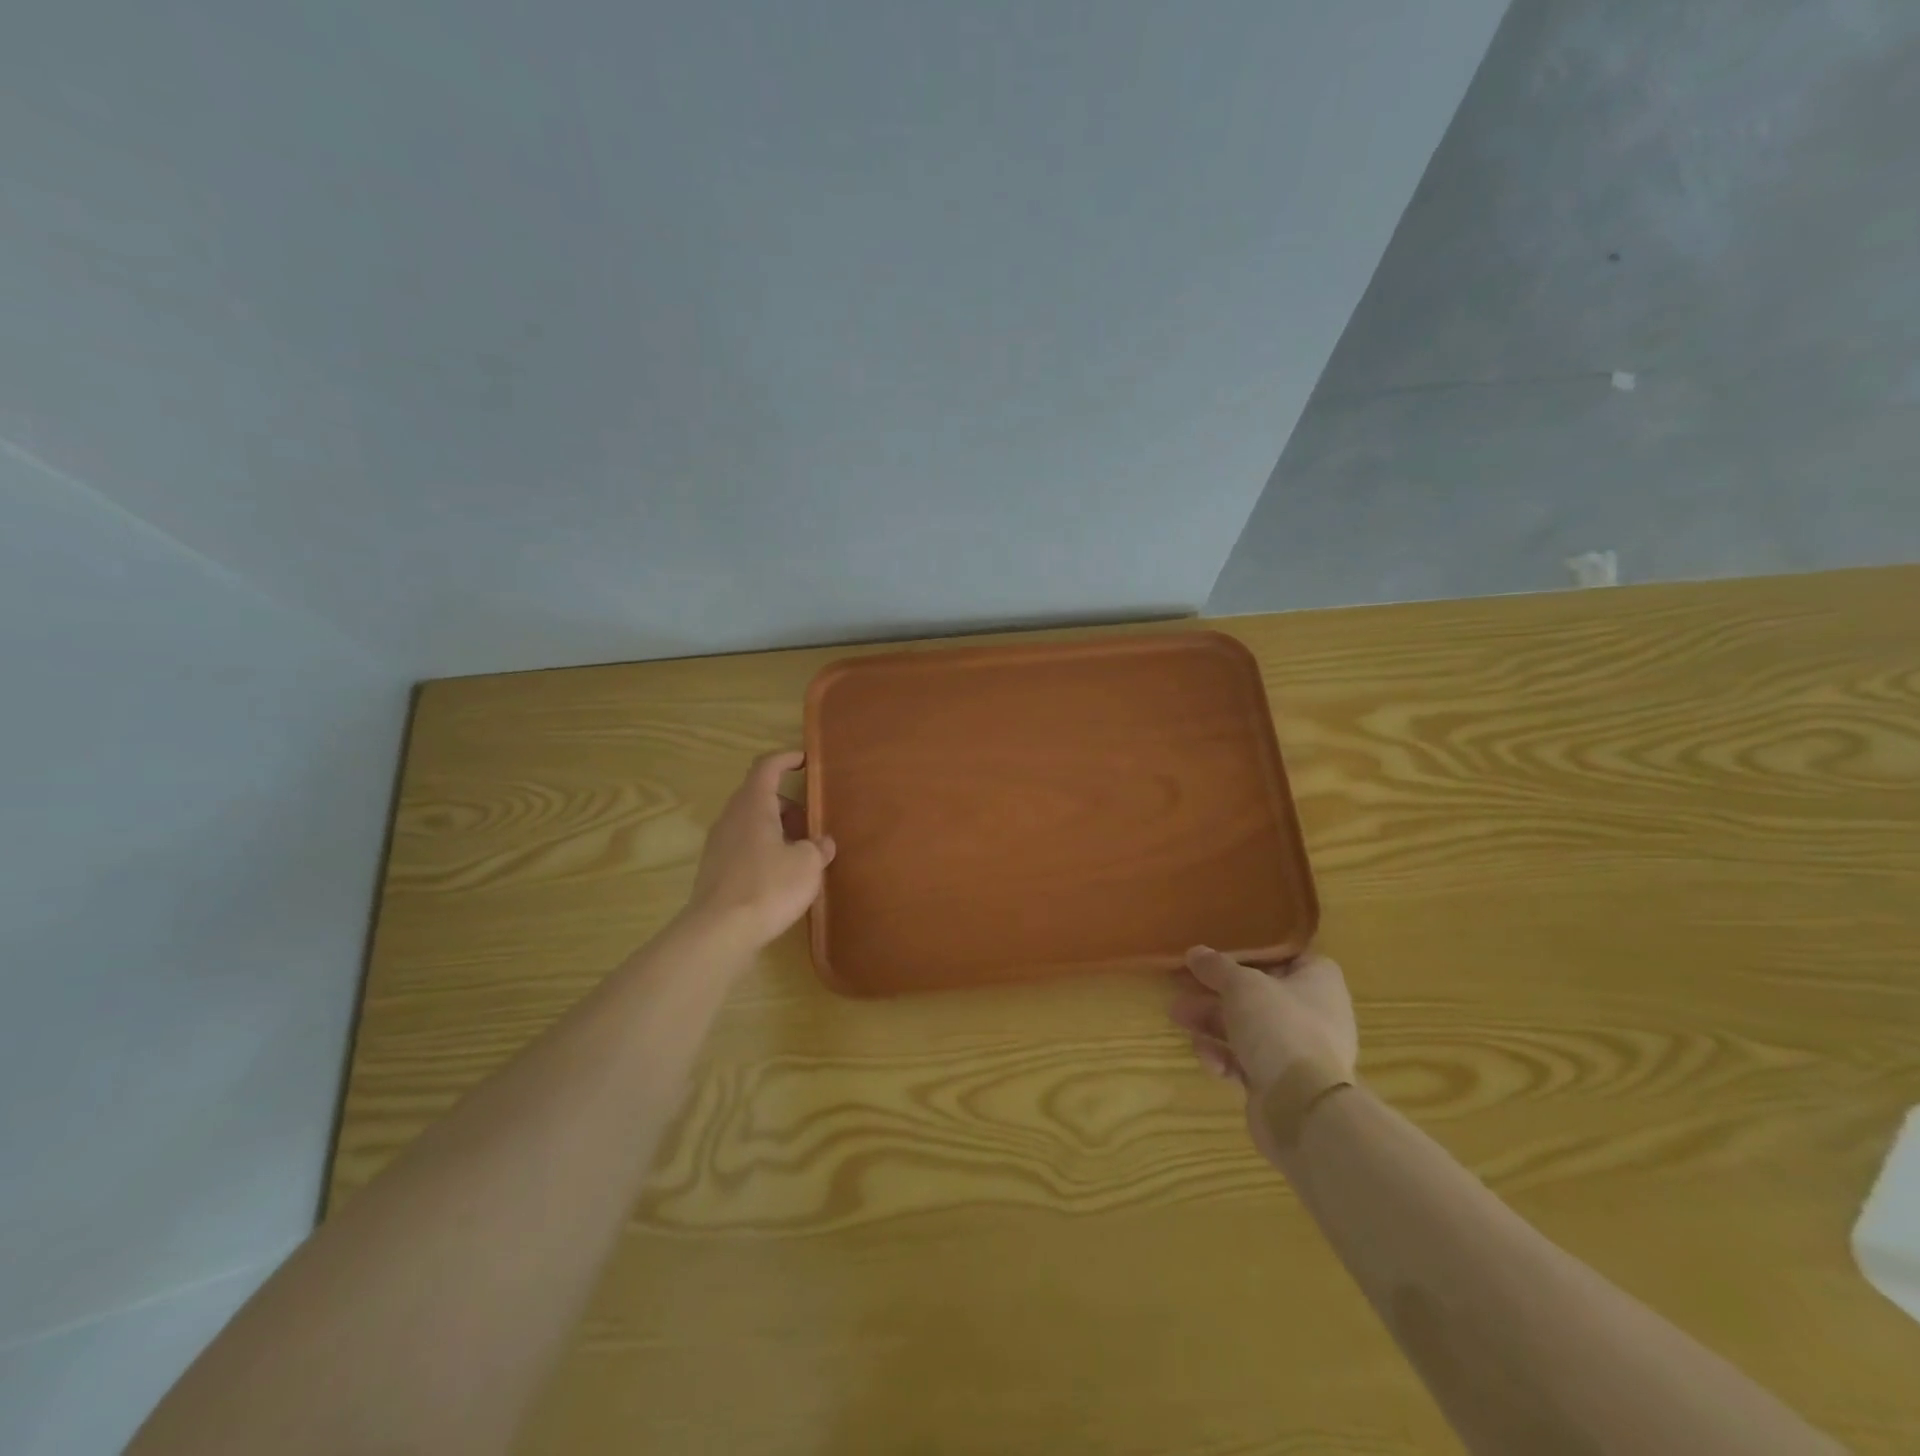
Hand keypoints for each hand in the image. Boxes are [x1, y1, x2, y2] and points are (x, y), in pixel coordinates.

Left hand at [683, 751, 835, 950]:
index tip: (806, 760)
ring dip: (776, 828)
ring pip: (751, 823)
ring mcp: (719, 844)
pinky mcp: (715, 870)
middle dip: (787, 803)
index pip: (767, 767)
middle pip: (759, 796)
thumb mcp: (807, 865)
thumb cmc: (768, 887)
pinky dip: (764, 848)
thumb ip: (818, 847)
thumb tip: (822, 843)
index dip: (786, 759)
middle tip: (811, 821)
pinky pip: (743, 846)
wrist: (719, 932)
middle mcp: (731, 818)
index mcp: (753, 805)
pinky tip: (781, 875)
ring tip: (800, 851)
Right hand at [1171, 948, 1357, 1159]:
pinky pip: (1247, 1060)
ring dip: (1211, 1022)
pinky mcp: (1281, 1082)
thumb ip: (1216, 967)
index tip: (1219, 949)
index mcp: (1318, 981)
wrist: (1303, 1108)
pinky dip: (1224, 1057)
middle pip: (1257, 993)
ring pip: (1247, 1027)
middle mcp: (1313, 1013)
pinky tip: (1207, 1058)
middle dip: (1216, 991)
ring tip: (1178, 1017)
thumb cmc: (1280, 1027)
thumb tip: (1195, 952)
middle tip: (1182, 985)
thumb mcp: (1242, 985)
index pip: (1285, 954)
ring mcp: (1298, 1051)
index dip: (1251, 950)